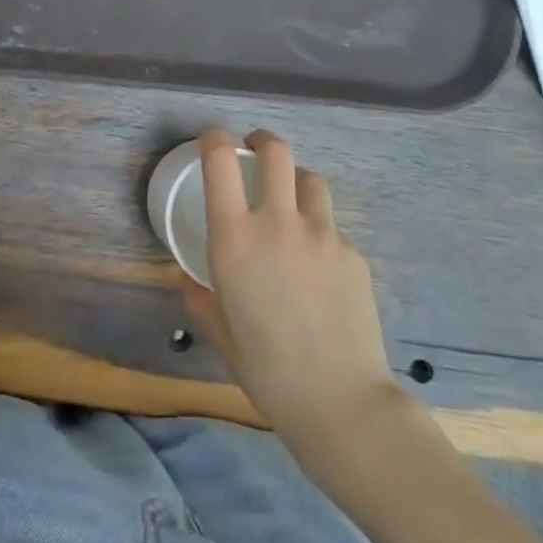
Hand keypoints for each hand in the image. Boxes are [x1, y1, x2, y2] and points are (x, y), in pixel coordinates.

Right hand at [185, 128, 397, 449]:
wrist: (342, 403)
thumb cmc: (267, 371)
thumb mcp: (221, 334)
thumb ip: (202, 298)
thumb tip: (188, 280)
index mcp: (235, 238)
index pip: (220, 161)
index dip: (214, 139)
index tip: (212, 141)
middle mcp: (278, 222)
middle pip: (275, 152)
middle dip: (262, 142)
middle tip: (256, 152)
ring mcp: (322, 234)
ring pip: (311, 180)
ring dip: (296, 181)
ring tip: (291, 201)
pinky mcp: (354, 254)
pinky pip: (333, 227)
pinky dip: (320, 231)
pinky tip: (319, 266)